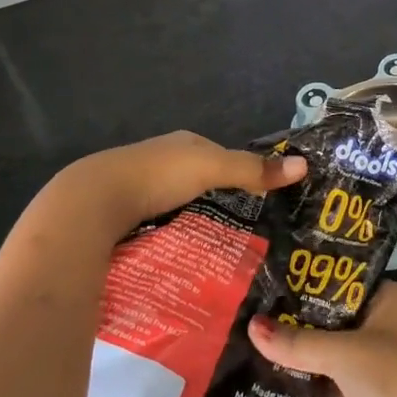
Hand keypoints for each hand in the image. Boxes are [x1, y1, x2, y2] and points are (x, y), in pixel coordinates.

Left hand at [30, 131, 306, 257]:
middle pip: (196, 180)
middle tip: (242, 232)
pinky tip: (178, 252)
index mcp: (182, 144)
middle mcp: (159, 159)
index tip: (260, 202)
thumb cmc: (157, 176)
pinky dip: (168, 234)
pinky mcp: (120, 214)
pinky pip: (154, 223)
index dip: (239, 174)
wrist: (92, 202)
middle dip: (215, 200)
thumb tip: (304, 165)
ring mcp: (137, 186)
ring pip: (174, 203)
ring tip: (215, 248)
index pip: (218, 156)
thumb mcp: (211, 168)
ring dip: (190, 219)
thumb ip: (253, 169)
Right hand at [248, 283, 396, 396]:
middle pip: (335, 319)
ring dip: (299, 354)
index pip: (345, 282)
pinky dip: (307, 385)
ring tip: (251, 340)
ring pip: (331, 354)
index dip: (309, 281)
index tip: (269, 279)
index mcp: (392, 299)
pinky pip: (331, 386)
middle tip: (250, 309)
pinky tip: (269, 380)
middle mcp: (387, 327)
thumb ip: (298, 343)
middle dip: (298, 320)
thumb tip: (251, 327)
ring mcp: (379, 367)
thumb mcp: (345, 353)